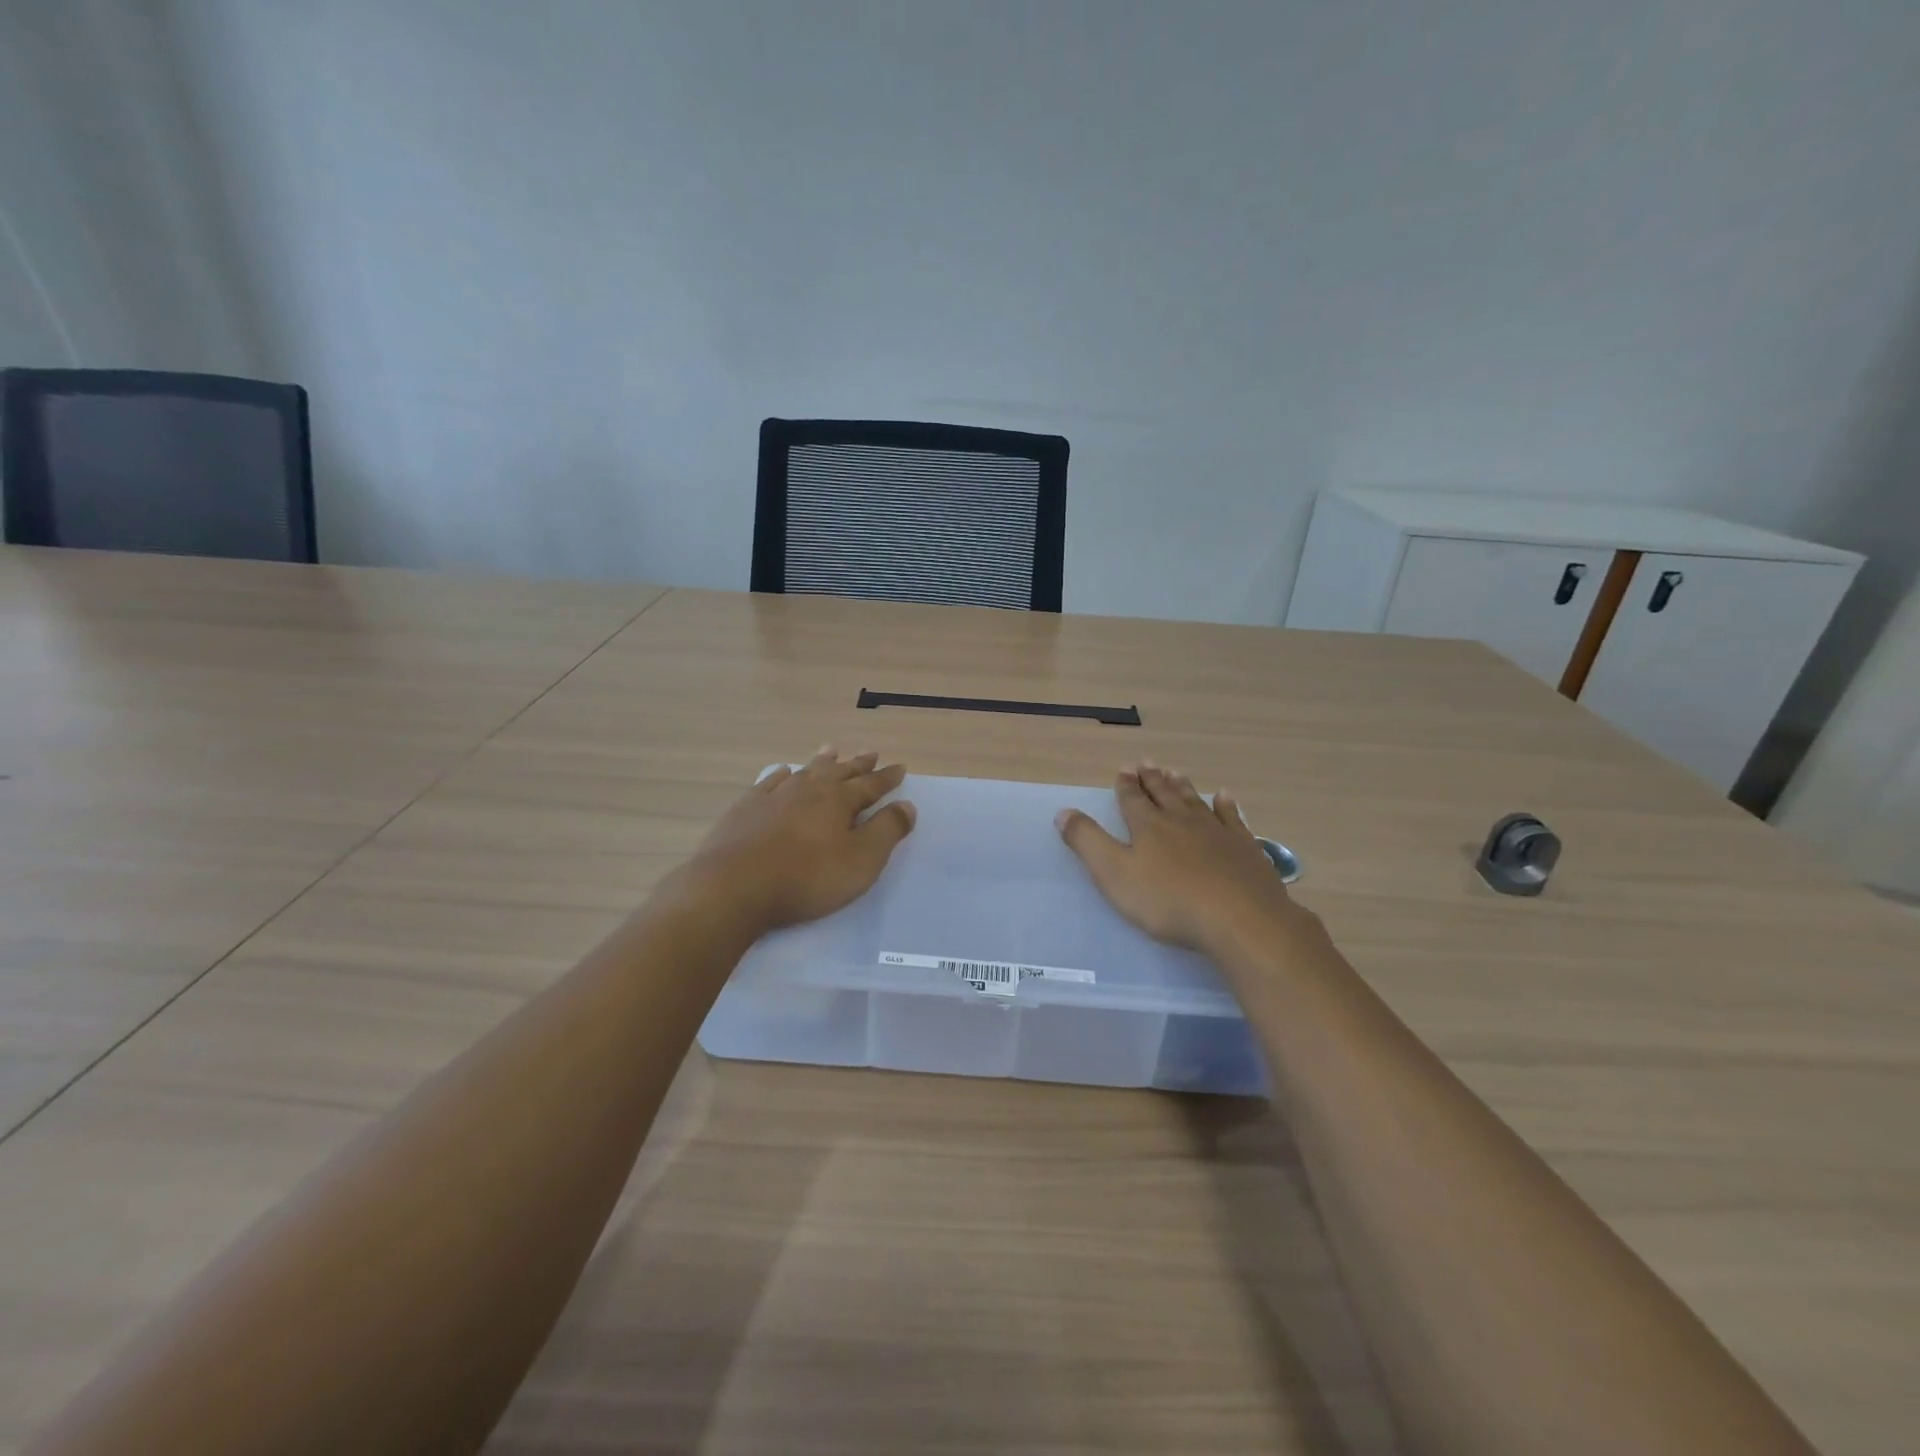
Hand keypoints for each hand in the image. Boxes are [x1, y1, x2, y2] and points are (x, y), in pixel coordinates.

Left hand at [677, 748, 915, 934]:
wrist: (735, 886)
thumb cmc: (807, 877)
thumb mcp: (861, 860)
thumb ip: (887, 831)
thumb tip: (907, 805)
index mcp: (839, 800)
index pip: (871, 785)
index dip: (887, 778)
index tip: (900, 768)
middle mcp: (809, 789)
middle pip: (839, 772)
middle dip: (858, 764)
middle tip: (871, 754)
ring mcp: (774, 796)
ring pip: (806, 771)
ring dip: (822, 761)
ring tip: (831, 749)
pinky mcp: (746, 808)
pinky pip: (770, 782)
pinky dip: (782, 775)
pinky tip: (784, 773)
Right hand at [1056, 764, 1310, 954]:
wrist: (1239, 918)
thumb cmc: (1168, 901)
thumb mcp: (1114, 874)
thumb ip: (1088, 842)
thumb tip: (1064, 812)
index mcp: (1148, 827)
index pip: (1132, 800)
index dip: (1125, 786)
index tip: (1124, 770)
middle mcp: (1181, 820)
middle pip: (1164, 794)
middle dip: (1152, 780)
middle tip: (1147, 764)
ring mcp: (1217, 832)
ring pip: (1195, 801)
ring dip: (1182, 786)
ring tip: (1175, 772)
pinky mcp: (1245, 848)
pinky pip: (1233, 818)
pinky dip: (1226, 805)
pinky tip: (1225, 797)